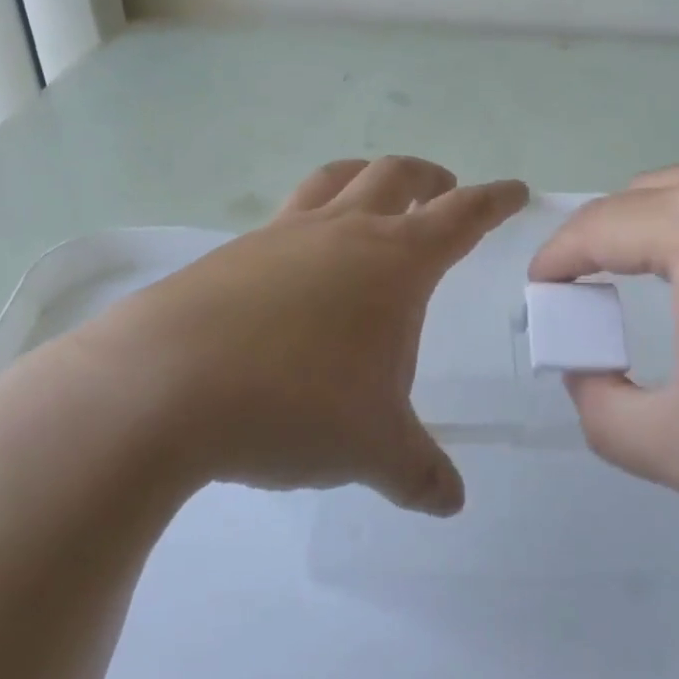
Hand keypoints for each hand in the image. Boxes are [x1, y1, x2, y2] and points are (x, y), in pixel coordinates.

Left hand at [52, 157, 527, 516]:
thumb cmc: (294, 403)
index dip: (494, 200)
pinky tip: (300, 263)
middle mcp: (342, 231)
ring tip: (377, 196)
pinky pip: (287, 217)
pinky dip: (311, 219)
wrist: (163, 387)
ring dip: (368, 178)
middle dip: (431, 178)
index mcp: (393, 261)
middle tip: (446, 191)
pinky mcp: (233, 253)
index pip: (462, 216)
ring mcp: (283, 234)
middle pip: (396, 175)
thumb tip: (451, 503)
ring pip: (337, 178)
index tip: (515, 190)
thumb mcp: (372, 448)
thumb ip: (419, 474)